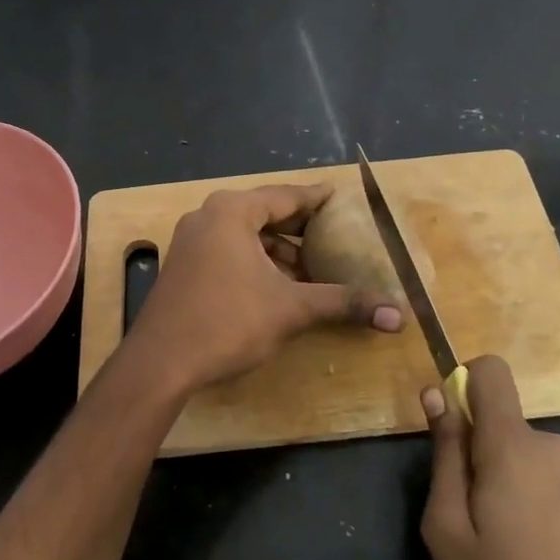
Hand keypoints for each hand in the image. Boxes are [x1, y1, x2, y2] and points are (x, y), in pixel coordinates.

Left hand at [124, 184, 401, 395]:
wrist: (160, 363)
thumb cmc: (227, 322)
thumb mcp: (291, 309)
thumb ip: (343, 303)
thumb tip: (399, 314)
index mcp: (232, 211)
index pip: (286, 196)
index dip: (318, 199)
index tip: (343, 199)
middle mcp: (208, 216)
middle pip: (265, 214)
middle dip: (301, 229)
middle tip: (336, 236)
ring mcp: (191, 241)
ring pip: (246, 236)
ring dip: (278, 251)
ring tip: (312, 269)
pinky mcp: (184, 266)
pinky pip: (229, 251)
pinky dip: (256, 262)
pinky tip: (278, 286)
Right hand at [419, 355, 559, 559]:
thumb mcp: (450, 532)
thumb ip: (445, 456)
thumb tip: (438, 396)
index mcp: (513, 445)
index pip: (490, 371)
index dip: (463, 385)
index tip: (449, 431)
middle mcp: (553, 445)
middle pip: (500, 422)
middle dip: (477, 455)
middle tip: (469, 520)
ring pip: (521, 455)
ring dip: (503, 483)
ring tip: (502, 548)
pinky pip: (546, 479)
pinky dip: (529, 501)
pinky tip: (534, 558)